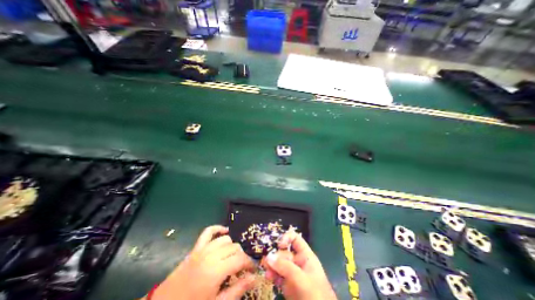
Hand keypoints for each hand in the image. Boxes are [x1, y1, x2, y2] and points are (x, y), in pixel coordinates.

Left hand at [153, 225, 256, 299]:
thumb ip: (237, 290)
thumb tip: (254, 278)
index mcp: (216, 271)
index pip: (241, 259)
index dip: (250, 263)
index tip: (253, 270)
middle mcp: (211, 255)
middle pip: (234, 247)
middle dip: (242, 256)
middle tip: (242, 269)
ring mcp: (202, 249)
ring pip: (225, 239)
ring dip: (232, 246)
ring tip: (233, 257)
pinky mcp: (195, 248)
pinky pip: (208, 232)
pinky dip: (218, 229)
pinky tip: (225, 231)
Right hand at [262, 230, 334, 299]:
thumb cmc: (315, 295)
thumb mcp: (301, 279)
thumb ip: (285, 267)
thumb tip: (268, 256)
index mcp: (305, 256)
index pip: (295, 239)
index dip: (287, 238)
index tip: (279, 245)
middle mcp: (298, 262)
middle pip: (284, 252)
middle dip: (275, 256)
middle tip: (266, 262)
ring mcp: (293, 274)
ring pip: (280, 264)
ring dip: (272, 265)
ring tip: (265, 271)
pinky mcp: (288, 285)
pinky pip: (278, 275)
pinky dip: (273, 275)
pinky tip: (269, 278)